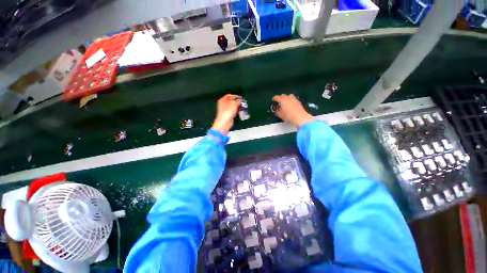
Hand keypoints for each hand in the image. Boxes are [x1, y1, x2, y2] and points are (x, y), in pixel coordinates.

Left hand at [211, 94, 241, 134]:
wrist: (225, 122)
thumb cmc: (228, 111)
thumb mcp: (234, 104)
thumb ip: (238, 101)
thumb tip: (240, 100)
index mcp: (223, 100)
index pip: (229, 95)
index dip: (235, 96)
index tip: (241, 98)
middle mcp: (223, 104)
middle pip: (231, 101)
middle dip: (237, 102)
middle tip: (242, 103)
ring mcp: (225, 110)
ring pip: (232, 107)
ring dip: (237, 107)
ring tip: (243, 107)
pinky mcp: (227, 115)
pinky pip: (233, 112)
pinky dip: (236, 112)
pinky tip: (240, 112)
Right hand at [272, 94, 314, 127]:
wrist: (300, 117)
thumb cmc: (288, 116)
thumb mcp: (280, 114)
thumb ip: (276, 111)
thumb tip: (274, 109)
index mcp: (282, 99)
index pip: (276, 97)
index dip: (274, 99)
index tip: (273, 101)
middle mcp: (288, 97)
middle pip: (283, 95)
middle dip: (280, 98)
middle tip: (278, 102)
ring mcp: (294, 99)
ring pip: (289, 96)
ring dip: (286, 98)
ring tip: (285, 103)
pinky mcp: (299, 102)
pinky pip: (293, 99)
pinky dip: (291, 101)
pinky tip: (290, 105)